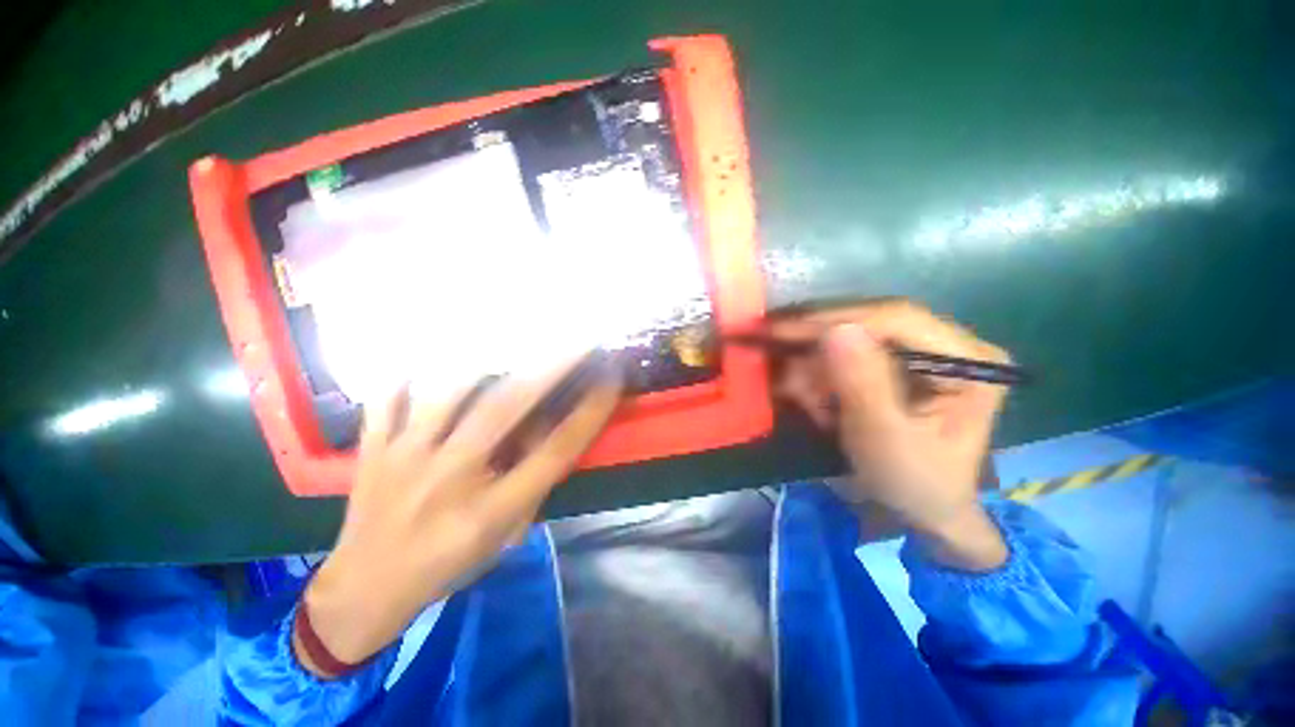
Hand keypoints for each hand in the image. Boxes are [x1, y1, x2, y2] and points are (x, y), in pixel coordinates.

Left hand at [295, 353, 621, 676]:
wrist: (363, 592)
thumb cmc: (447, 566)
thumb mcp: (505, 537)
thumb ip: (532, 484)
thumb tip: (548, 431)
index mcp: (489, 510)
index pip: (553, 452)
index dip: (588, 413)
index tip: (610, 380)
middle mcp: (450, 477)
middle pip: (504, 409)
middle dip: (548, 368)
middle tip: (575, 340)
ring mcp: (403, 459)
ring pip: (445, 391)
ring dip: (485, 360)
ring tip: (509, 338)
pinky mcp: (371, 451)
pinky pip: (387, 398)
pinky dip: (409, 373)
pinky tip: (429, 357)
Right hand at [768, 299, 1009, 569]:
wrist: (921, 511)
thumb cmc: (914, 483)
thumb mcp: (886, 440)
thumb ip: (863, 385)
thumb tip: (835, 330)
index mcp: (968, 361)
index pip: (896, 319)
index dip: (833, 319)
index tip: (779, 330)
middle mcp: (946, 344)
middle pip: (867, 323)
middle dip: (817, 348)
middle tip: (773, 361)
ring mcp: (918, 353)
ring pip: (848, 340)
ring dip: (814, 368)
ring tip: (801, 400)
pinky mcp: (893, 365)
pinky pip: (844, 357)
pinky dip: (819, 377)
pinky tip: (814, 403)